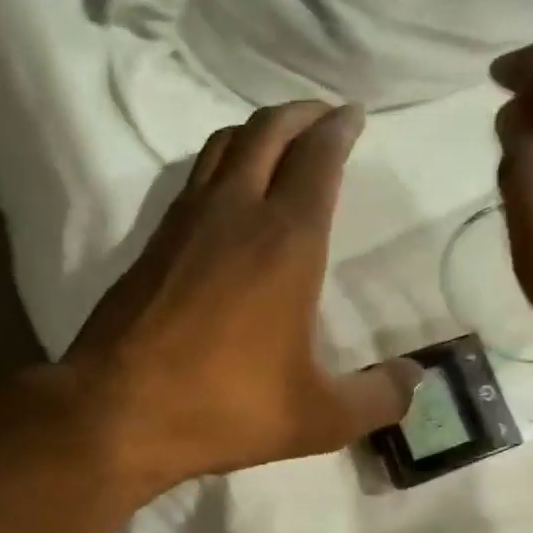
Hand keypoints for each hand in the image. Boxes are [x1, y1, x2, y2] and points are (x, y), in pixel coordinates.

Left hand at [64, 101, 420, 488]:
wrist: (116, 410)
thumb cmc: (224, 406)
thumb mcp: (317, 418)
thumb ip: (377, 398)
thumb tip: (417, 379)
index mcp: (287, 241)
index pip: (318, 158)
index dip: (339, 129)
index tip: (352, 115)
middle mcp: (236, 212)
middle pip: (268, 131)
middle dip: (301, 114)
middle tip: (323, 117)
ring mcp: (185, 222)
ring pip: (224, 145)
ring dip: (258, 130)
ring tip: (279, 141)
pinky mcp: (152, 241)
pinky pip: (194, 177)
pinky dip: (221, 162)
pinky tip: (227, 190)